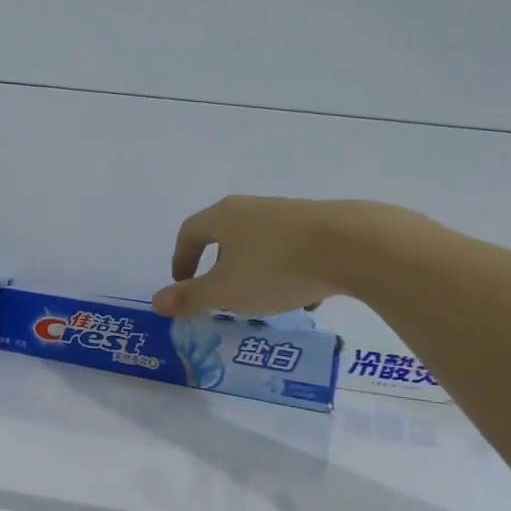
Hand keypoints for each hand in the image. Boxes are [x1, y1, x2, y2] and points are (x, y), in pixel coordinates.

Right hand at [151, 197, 411, 317]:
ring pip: (261, 244)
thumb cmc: (276, 268)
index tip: (183, 284)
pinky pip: (292, 249)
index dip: (182, 259)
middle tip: (222, 295)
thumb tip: (156, 302)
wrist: (353, 246)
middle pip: (226, 235)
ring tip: (264, 302)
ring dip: (255, 271)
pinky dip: (287, 271)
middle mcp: (253, 208)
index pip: (190, 232)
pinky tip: (304, 296)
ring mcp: (289, 213)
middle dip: (220, 267)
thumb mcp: (227, 292)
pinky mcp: (321, 224)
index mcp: (224, 217)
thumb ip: (190, 298)